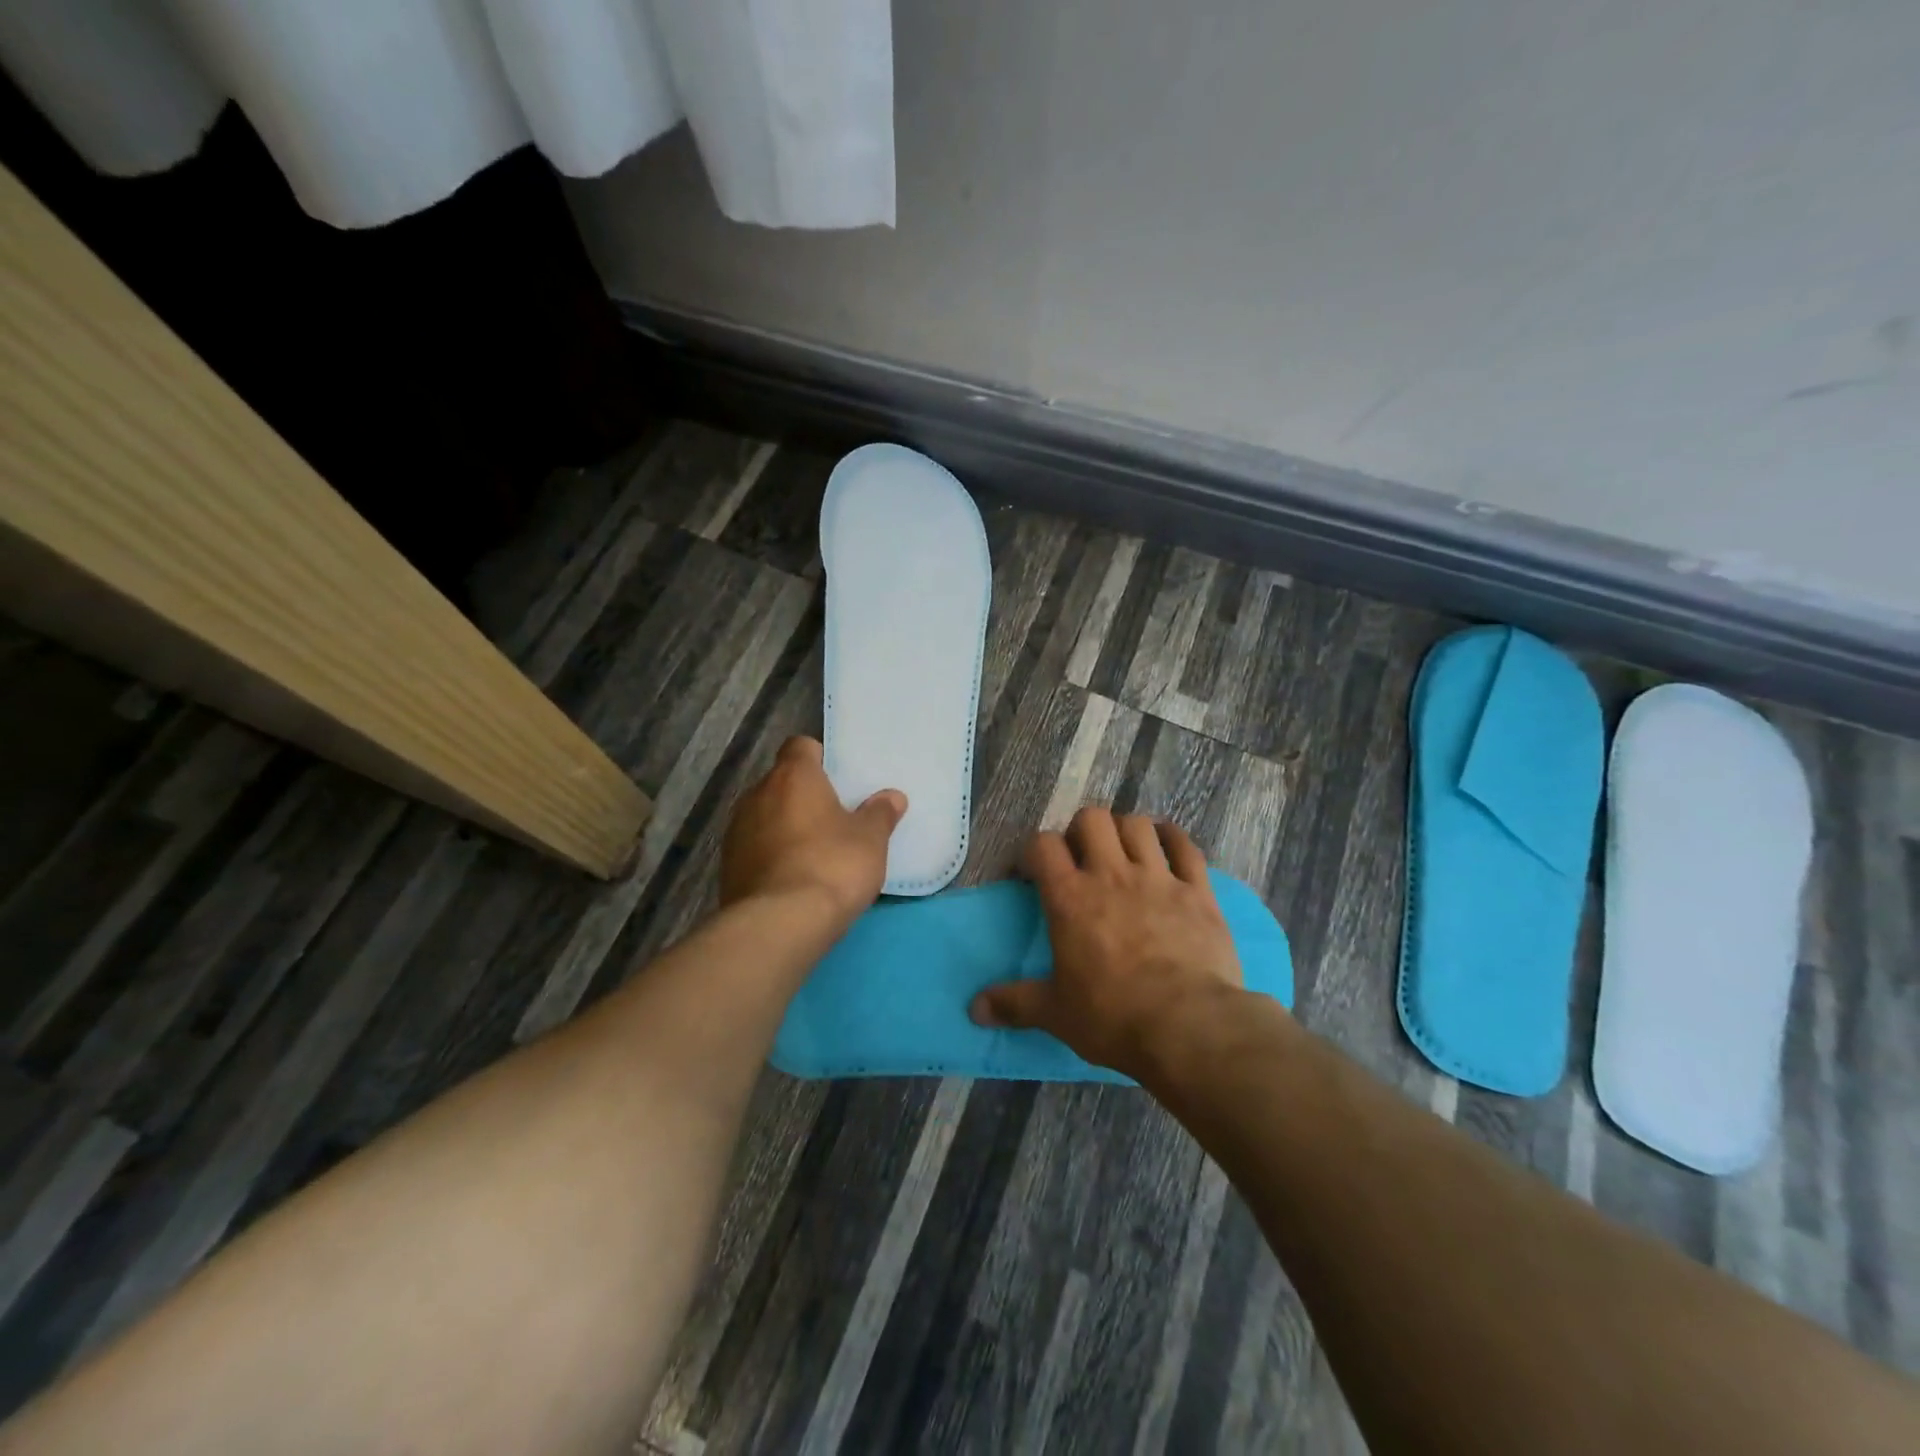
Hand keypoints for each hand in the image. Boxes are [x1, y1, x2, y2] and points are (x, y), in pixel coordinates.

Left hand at [720, 736, 905, 924]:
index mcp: (793, 776)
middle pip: (782, 782)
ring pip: (766, 815)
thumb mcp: (871, 840)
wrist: (779, 924)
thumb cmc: (832, 866)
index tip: (838, 780)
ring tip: (813, 853)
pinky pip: (755, 848)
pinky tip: (793, 879)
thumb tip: (891, 797)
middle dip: (804, 796)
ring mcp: (736, 830)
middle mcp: (757, 794)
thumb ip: (880, 814)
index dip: (819, 759)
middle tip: (834, 820)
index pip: (800, 747)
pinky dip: (772, 855)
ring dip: (785, 826)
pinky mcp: (727, 866)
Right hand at [970, 807, 1243, 1078]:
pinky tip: (1167, 845)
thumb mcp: (1055, 1013)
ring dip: (1125, 832)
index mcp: (1070, 898)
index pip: (1042, 845)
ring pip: (1137, 825)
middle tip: (1081, 859)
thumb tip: (975, 1010)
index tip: (1033, 873)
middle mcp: (1111, 875)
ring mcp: (1158, 878)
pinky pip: (1185, 846)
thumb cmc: (1113, 1017)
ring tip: (1123, 853)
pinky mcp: (1197, 891)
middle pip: (1092, 819)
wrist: (1188, 1027)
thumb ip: (1014, 1004)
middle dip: (1082, 831)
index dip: (1034, 852)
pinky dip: (1173, 839)